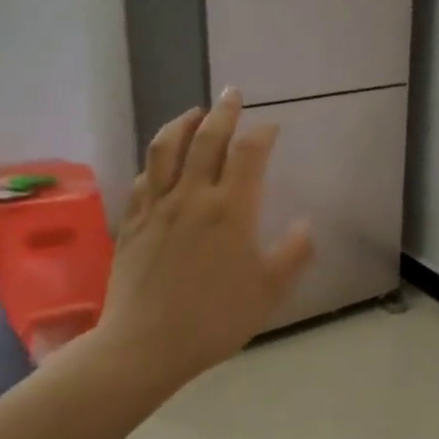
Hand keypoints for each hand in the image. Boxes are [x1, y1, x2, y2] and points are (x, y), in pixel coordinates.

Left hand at [90, 88, 312, 388]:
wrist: (145, 345)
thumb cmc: (215, 320)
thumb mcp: (269, 291)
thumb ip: (293, 254)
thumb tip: (307, 225)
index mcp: (232, 210)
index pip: (249, 154)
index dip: (262, 134)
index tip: (271, 126)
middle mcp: (193, 196)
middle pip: (207, 139)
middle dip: (223, 112)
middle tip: (231, 93)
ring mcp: (157, 206)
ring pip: (166, 148)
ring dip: (182, 123)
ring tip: (193, 113)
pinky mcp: (132, 221)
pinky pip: (143, 177)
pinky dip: (156, 159)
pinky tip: (161, 161)